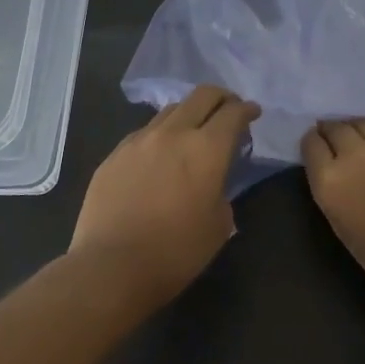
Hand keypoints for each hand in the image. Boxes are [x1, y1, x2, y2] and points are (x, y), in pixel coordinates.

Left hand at [71, 85, 260, 305]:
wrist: (112, 267)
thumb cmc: (176, 252)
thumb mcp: (219, 225)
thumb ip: (221, 192)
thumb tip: (211, 184)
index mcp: (206, 149)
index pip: (233, 113)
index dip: (247, 109)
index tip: (253, 113)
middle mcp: (173, 134)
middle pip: (201, 96)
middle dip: (220, 98)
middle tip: (228, 110)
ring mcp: (138, 141)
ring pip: (170, 111)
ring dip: (188, 114)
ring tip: (192, 132)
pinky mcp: (114, 155)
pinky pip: (143, 133)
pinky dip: (160, 135)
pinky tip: (159, 155)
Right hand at [301, 120, 364, 300]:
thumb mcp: (343, 227)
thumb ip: (335, 192)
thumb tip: (336, 172)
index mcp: (330, 180)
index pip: (311, 143)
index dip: (314, 142)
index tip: (319, 145)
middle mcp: (355, 154)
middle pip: (337, 127)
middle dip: (334, 130)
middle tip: (338, 137)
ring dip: (361, 128)